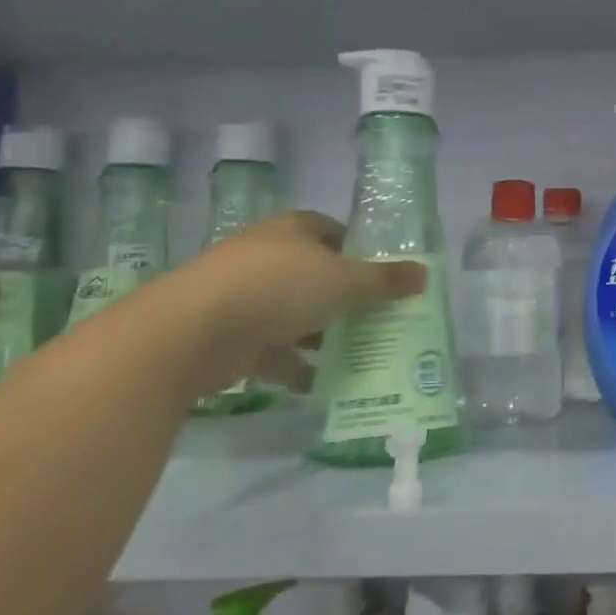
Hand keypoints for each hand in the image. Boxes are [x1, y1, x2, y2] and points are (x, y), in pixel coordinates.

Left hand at [177, 211, 427, 390]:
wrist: (190, 333)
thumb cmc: (277, 288)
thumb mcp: (344, 281)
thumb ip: (385, 281)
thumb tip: (425, 274)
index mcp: (292, 231)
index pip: (332, 231)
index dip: (357, 249)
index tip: (382, 275)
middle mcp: (266, 257)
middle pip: (314, 274)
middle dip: (343, 297)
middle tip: (378, 318)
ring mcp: (242, 298)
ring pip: (293, 314)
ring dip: (320, 334)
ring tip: (358, 353)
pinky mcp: (228, 337)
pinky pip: (272, 351)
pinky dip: (295, 366)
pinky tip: (321, 384)